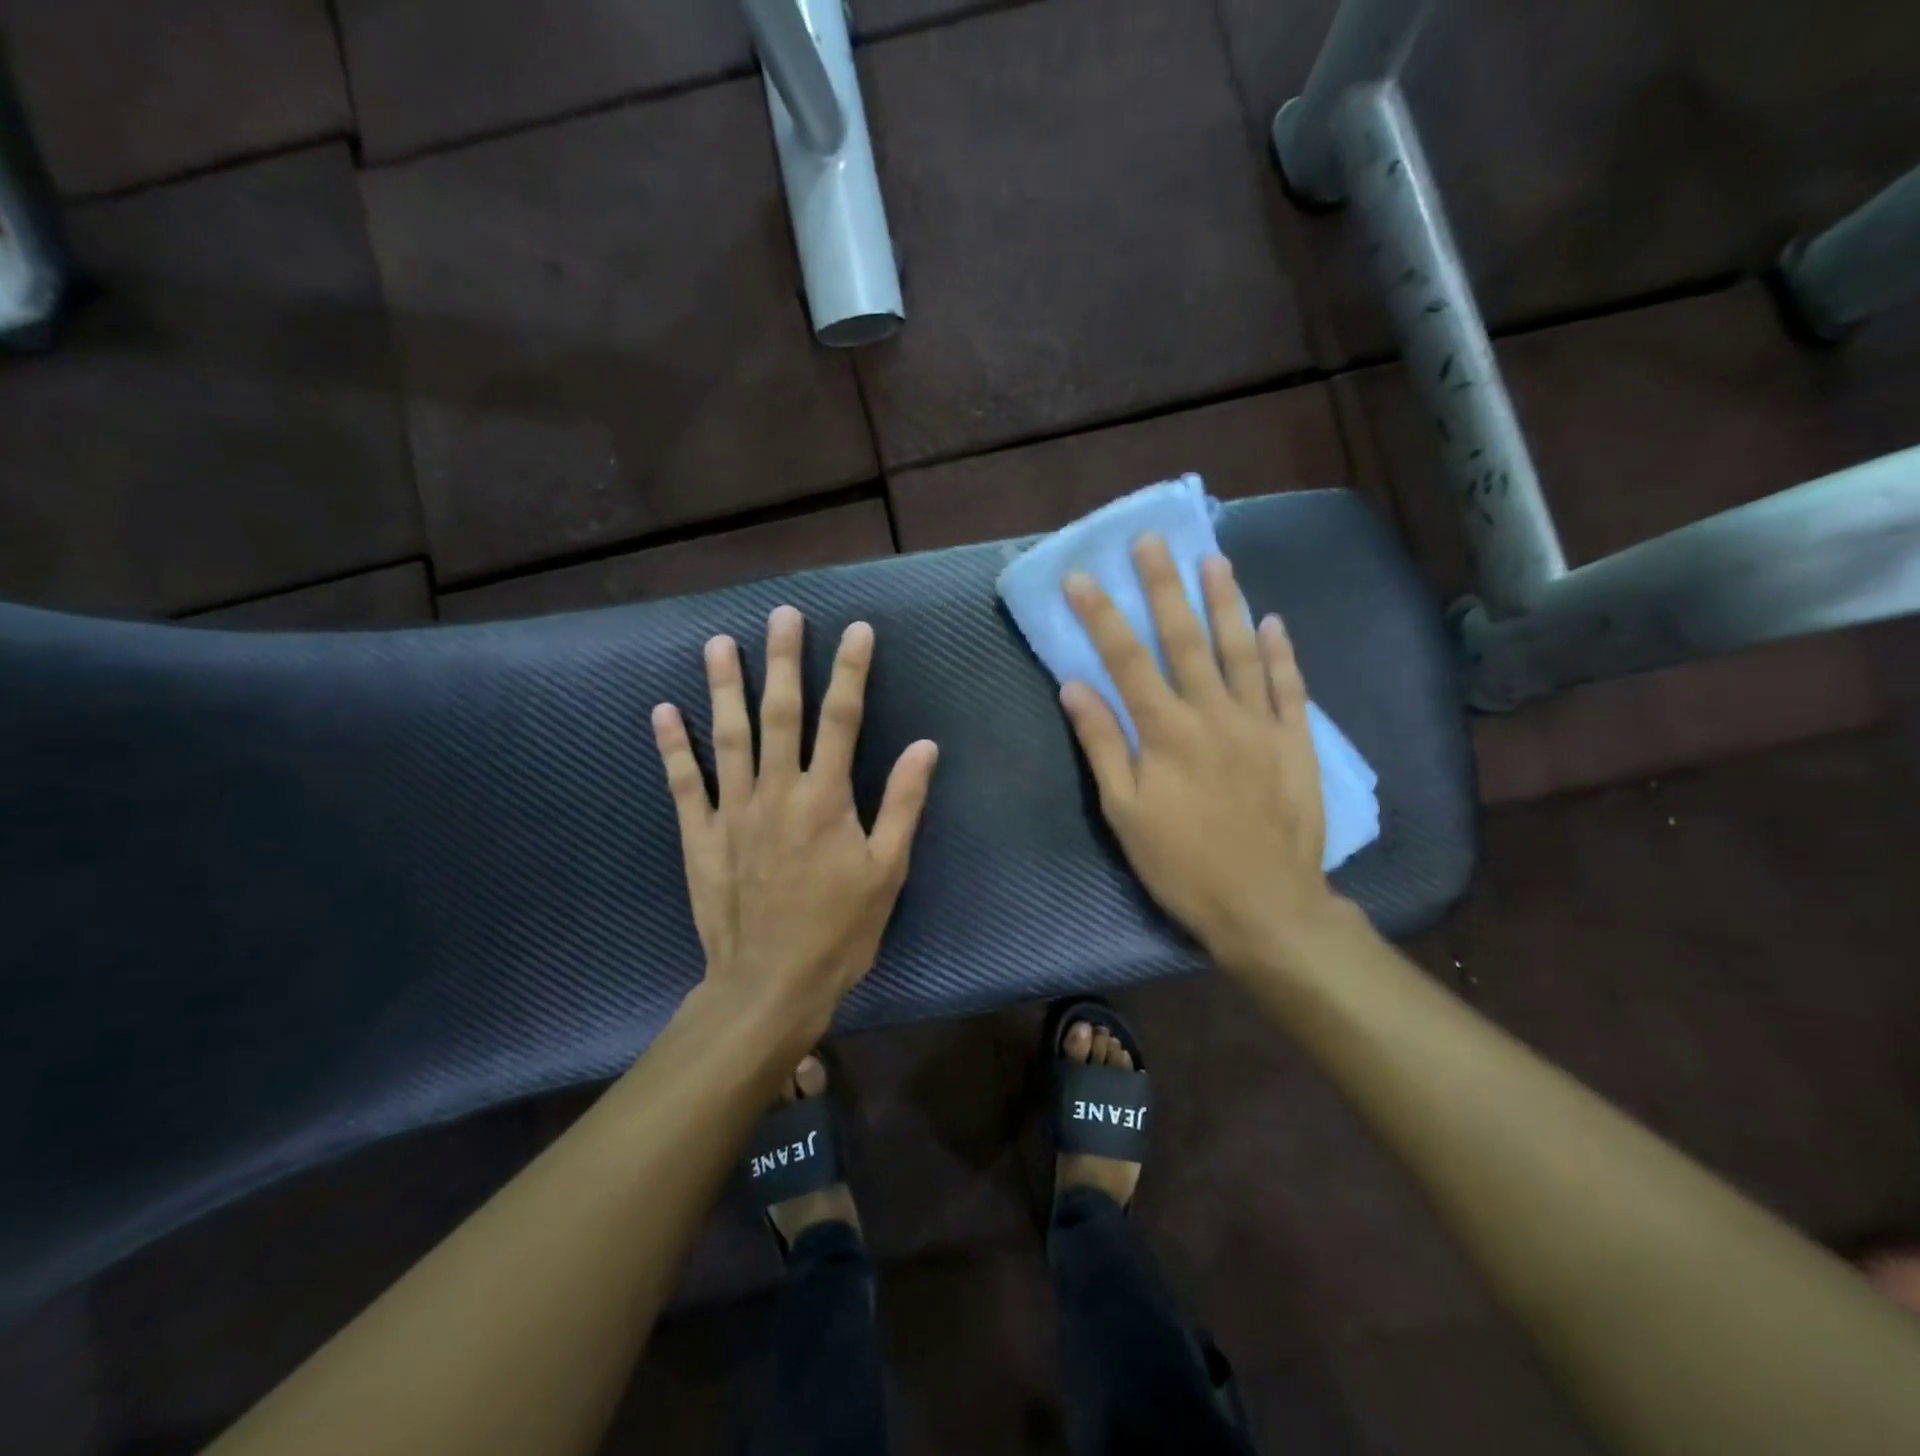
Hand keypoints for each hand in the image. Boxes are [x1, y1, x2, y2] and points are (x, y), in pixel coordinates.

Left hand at [652, 606, 938, 1043]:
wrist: (770, 984)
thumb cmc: (840, 930)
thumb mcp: (888, 870)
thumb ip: (904, 804)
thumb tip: (925, 745)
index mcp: (826, 798)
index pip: (843, 719)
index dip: (851, 671)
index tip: (857, 630)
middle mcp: (777, 791)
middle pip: (781, 713)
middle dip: (783, 660)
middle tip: (782, 616)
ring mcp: (733, 811)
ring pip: (728, 736)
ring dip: (724, 687)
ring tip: (719, 644)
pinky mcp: (700, 836)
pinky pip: (683, 783)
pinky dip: (672, 746)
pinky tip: (662, 710)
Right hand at [1059, 536, 1341, 973]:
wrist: (1265, 904)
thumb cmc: (1181, 864)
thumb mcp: (1125, 812)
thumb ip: (1101, 745)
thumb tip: (1074, 687)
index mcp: (1164, 732)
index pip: (1125, 660)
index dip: (1101, 615)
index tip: (1082, 577)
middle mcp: (1212, 714)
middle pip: (1184, 638)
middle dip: (1163, 587)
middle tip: (1152, 541)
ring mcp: (1259, 723)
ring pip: (1240, 649)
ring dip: (1225, 601)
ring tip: (1213, 560)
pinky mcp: (1294, 741)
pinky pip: (1288, 686)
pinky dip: (1280, 652)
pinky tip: (1273, 622)